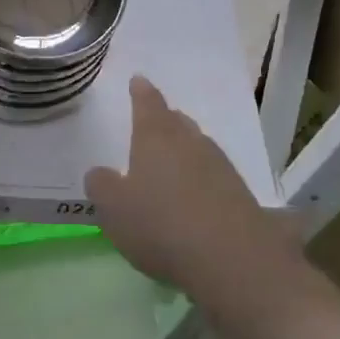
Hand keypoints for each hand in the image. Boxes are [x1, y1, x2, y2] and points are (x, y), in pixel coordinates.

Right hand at [86, 76, 299, 304]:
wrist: (230, 258)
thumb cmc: (160, 224)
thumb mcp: (113, 208)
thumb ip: (101, 185)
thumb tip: (100, 172)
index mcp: (155, 136)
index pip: (147, 103)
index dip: (141, 92)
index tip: (138, 80)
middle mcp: (189, 141)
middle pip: (177, 121)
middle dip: (165, 120)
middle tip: (155, 122)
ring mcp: (219, 165)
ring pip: (198, 146)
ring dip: (185, 150)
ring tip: (173, 162)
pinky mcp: (239, 193)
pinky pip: (214, 175)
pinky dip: (202, 178)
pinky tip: (196, 197)